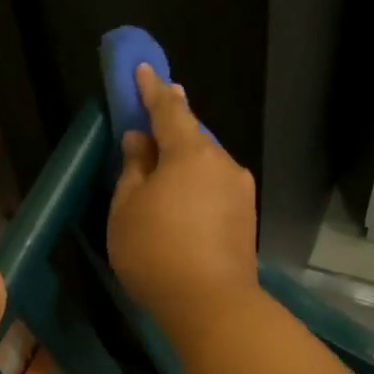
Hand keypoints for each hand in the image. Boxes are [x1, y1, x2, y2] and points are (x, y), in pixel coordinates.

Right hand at [107, 64, 260, 346]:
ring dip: (184, 161)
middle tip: (150, 123)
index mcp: (191, 153)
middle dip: (170, 128)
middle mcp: (222, 163)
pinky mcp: (247, 216)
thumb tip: (140, 140)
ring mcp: (240, 190)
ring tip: (161, 174)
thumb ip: (133, 168)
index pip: (169, 109)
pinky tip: (182, 203)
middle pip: (192, 136)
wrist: (212, 305)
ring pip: (206, 163)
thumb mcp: (127, 208)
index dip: (152, 89)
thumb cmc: (156, 252)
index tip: (143, 69)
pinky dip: (196, 184)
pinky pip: (215, 186)